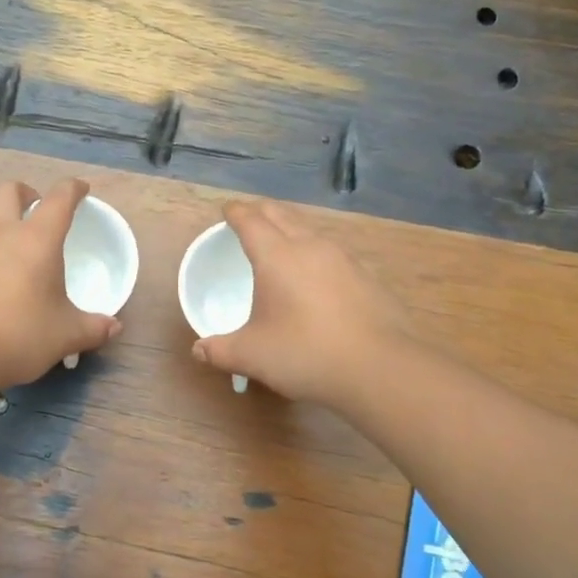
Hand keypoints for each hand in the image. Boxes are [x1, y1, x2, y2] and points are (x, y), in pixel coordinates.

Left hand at [0, 178, 121, 390]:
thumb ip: (94, 328)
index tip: (82, 191)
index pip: (59, 198)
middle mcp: (1, 235)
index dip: (73, 189)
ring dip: (7, 226)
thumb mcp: (66, 335)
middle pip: (9, 191)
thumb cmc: (20, 335)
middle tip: (41, 212)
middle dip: (27, 193)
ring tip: (25, 257)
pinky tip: (2, 286)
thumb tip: (113, 327)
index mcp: (36, 239)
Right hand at [191, 199, 409, 407]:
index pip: (251, 220)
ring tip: (281, 241)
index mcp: (276, 256)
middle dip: (261, 211)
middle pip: (281, 214)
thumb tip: (198, 350)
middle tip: (249, 218)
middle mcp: (310, 247)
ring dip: (291, 228)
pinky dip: (316, 252)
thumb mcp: (252, 356)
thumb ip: (220, 350)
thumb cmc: (305, 354)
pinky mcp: (367, 276)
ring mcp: (343, 259)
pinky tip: (317, 275)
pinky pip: (332, 252)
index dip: (235, 213)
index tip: (226, 211)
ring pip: (310, 229)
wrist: (379, 367)